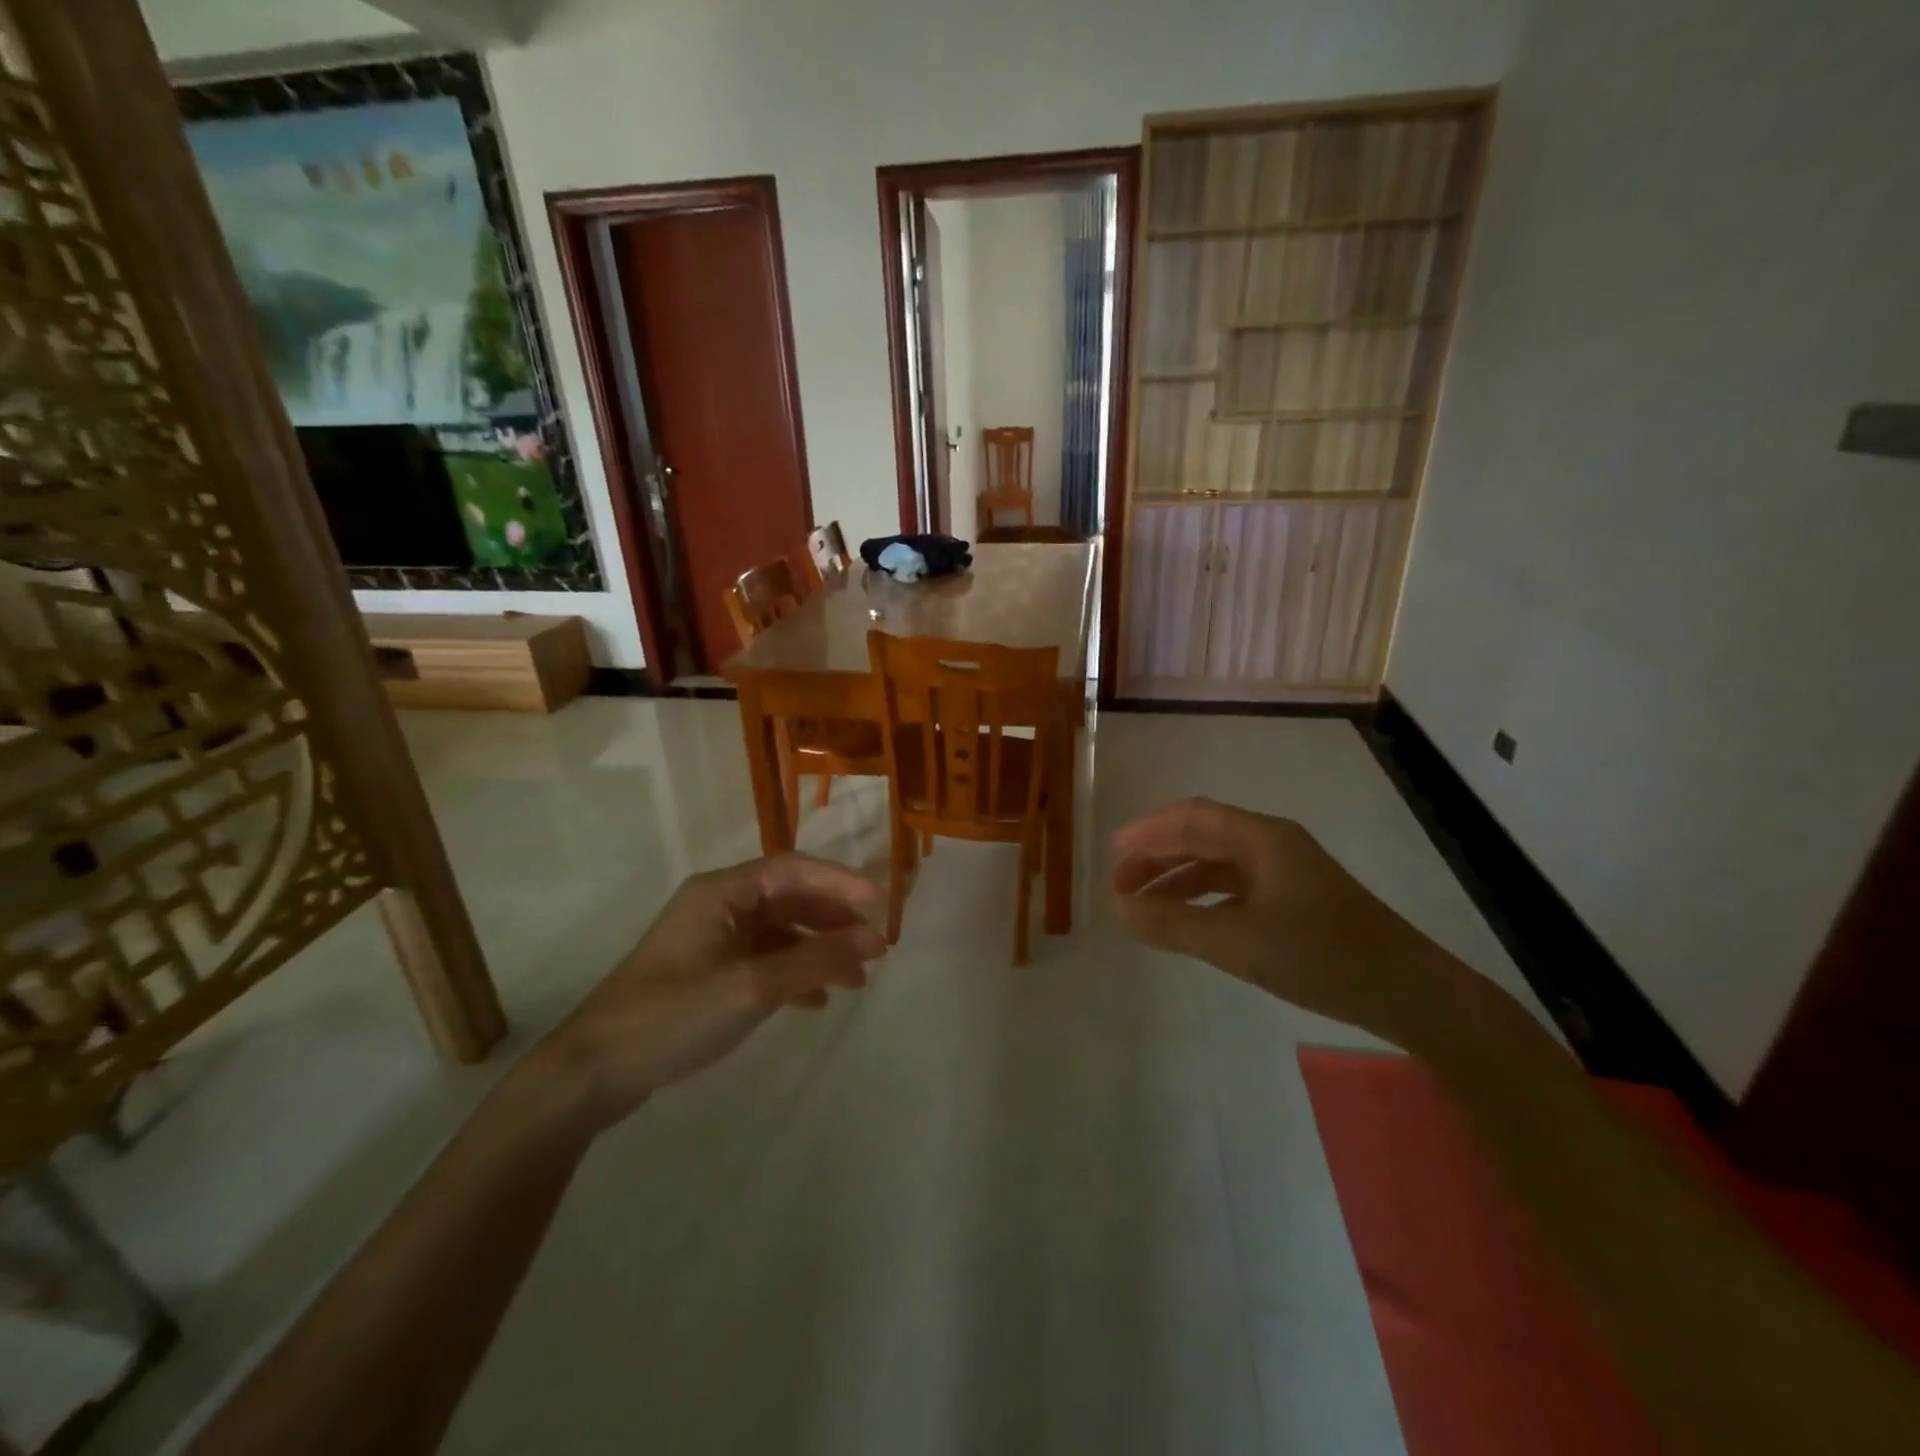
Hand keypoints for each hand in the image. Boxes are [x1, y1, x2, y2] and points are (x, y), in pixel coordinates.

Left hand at [529, 854, 886, 1131]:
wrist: (594, 1071)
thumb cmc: (676, 1013)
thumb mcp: (754, 986)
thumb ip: (818, 960)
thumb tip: (876, 939)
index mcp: (722, 892)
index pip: (793, 869)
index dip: (840, 881)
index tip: (881, 903)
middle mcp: (718, 906)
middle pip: (789, 899)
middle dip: (833, 921)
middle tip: (872, 947)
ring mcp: (711, 940)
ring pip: (779, 933)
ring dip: (817, 950)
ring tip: (856, 980)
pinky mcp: (706, 973)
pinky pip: (763, 961)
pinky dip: (793, 974)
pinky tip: (816, 1001)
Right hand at [1111, 797, 1453, 1037]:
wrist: (1410, 993)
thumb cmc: (1322, 957)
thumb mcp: (1237, 942)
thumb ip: (1173, 924)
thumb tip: (1117, 908)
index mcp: (1262, 838)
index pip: (1191, 818)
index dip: (1147, 832)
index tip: (1112, 856)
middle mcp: (1273, 845)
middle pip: (1202, 836)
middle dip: (1157, 856)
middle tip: (1120, 884)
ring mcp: (1287, 873)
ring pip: (1218, 864)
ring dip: (1178, 878)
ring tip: (1143, 904)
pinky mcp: (1296, 901)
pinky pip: (1236, 888)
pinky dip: (1203, 899)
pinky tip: (1188, 920)